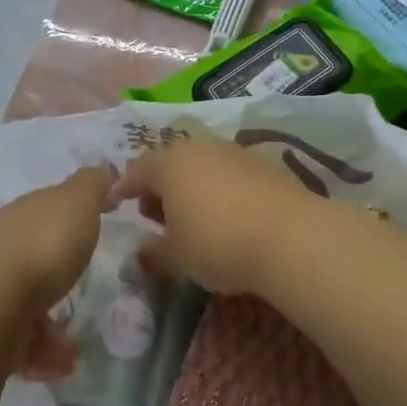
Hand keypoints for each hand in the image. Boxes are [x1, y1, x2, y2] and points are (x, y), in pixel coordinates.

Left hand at [0, 164, 112, 380]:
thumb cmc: (41, 246)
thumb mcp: (77, 203)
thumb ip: (91, 186)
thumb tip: (102, 166)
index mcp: (22, 214)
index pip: (44, 212)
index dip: (67, 220)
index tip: (89, 233)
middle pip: (28, 257)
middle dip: (54, 275)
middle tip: (83, 294)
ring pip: (19, 303)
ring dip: (48, 323)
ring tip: (75, 346)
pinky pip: (13, 342)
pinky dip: (38, 353)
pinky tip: (57, 366)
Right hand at [112, 138, 324, 295]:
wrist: (290, 235)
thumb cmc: (218, 243)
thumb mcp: (177, 257)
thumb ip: (154, 253)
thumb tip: (140, 253)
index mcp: (170, 164)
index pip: (137, 170)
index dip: (124, 188)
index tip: (117, 203)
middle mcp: (199, 148)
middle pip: (170, 164)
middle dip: (158, 188)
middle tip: (155, 217)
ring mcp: (234, 152)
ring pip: (201, 165)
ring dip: (190, 187)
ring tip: (192, 217)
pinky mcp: (263, 163)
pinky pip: (228, 173)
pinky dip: (219, 189)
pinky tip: (226, 214)